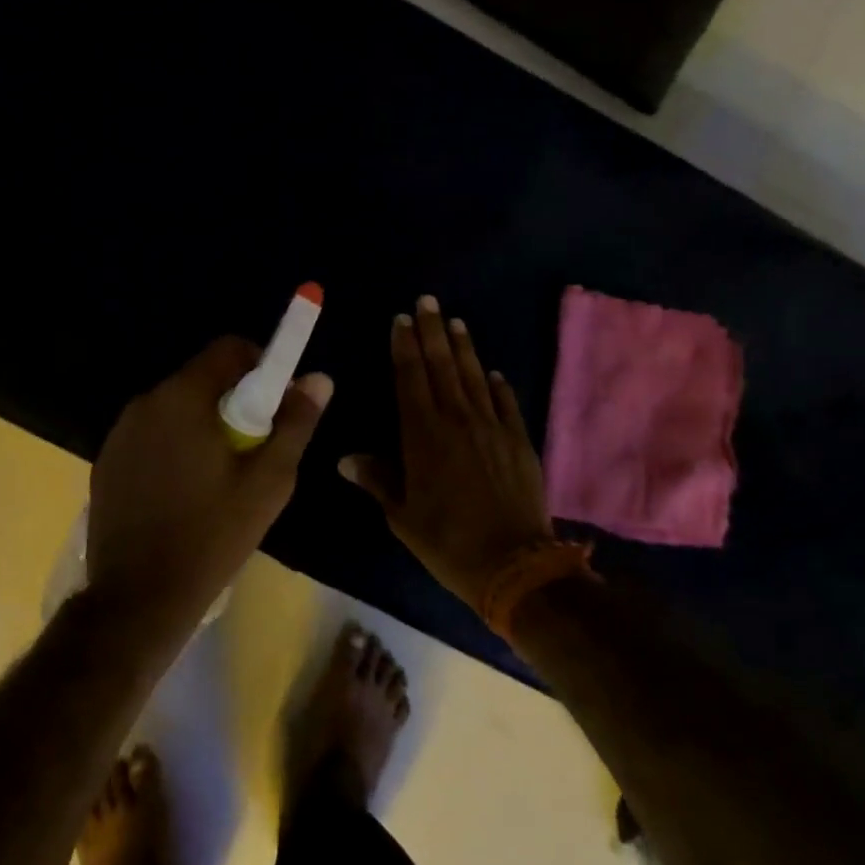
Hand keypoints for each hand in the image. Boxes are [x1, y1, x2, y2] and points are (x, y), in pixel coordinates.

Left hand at [88, 337, 331, 627]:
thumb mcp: (269, 481)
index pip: (229, 348)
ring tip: (221, 475)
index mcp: (184, 397)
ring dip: (204, 423)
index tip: (276, 405)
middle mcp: (146, 402)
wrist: (139, 598)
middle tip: (254, 447)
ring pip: (177, 406)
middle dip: (234, 400)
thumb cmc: (213, 535)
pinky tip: (185, 490)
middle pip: (202, 377)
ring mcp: (120, 432)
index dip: (261, 365)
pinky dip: (176, 444)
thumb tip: (319, 378)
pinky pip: (153, 433)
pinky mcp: (107, 460)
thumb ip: (295, 423)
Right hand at [340, 296, 553, 609]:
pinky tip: (493, 372)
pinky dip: (497, 384)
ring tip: (456, 321)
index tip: (401, 319)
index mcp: (423, 435)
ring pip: (474, 376)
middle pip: (442, 366)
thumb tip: (345, 458)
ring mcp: (492, 427)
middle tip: (428, 300)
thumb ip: (377, 479)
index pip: (410, 378)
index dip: (404, 346)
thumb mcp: (402, 516)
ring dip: (464, 347)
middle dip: (432, 331)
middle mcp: (457, 420)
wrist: (513, 563)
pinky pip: (506, 403)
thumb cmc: (447, 541)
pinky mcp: (519, 440)